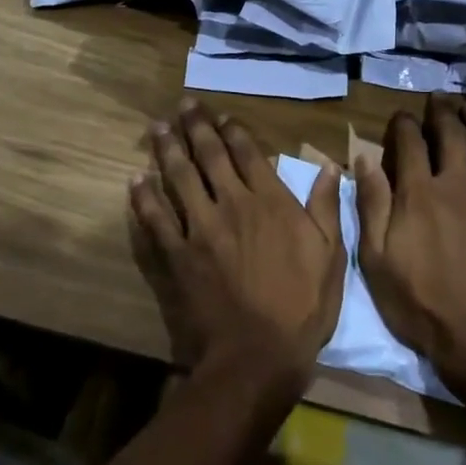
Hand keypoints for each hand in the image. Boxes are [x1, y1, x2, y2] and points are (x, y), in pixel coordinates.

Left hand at [129, 99, 345, 396]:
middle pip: (210, 156)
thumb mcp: (329, 257)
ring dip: (167, 149)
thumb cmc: (300, 308)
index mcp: (269, 201)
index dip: (233, 131)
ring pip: (179, 177)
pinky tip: (136, 179)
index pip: (248, 153)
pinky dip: (144, 197)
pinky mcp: (175, 255)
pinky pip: (155, 219)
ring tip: (157, 127)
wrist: (254, 359)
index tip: (222, 117)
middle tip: (183, 105)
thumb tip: (329, 166)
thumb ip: (326, 207)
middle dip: (196, 127)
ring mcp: (199, 228)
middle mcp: (232, 204)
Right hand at [354, 94, 465, 397]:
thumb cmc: (420, 304)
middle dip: (443, 112)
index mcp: (419, 193)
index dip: (404, 123)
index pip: (410, 142)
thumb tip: (364, 158)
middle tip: (440, 99)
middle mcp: (457, 185)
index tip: (401, 117)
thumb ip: (372, 204)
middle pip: (452, 135)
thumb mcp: (377, 259)